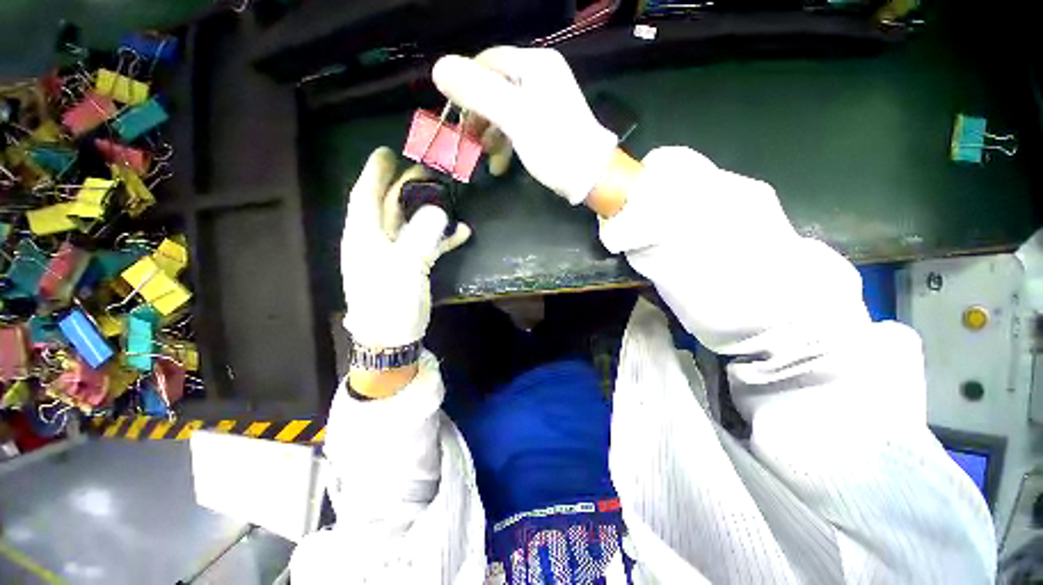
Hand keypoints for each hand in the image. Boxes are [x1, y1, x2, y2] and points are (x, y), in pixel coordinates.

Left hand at [341, 148, 470, 392]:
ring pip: (410, 223)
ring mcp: (396, 254)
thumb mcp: (403, 268)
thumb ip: (420, 238)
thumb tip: (439, 212)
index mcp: (364, 236)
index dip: (375, 173)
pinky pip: (427, 245)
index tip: (385, 152)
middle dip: (405, 186)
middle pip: (390, 206)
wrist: (391, 336)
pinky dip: (442, 238)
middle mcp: (377, 240)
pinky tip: (461, 232)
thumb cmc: (388, 302)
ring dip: (427, 209)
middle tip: (425, 169)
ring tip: (446, 194)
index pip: (366, 196)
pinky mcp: (411, 266)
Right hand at [433, 46, 618, 205]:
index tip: (455, 114)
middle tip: (467, 140)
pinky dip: (506, 144)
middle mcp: (540, 77)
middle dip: (478, 116)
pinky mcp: (546, 124)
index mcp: (534, 65)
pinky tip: (499, 165)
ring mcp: (544, 102)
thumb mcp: (514, 117)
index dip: (466, 86)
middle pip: (495, 88)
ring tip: (484, 158)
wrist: (589, 176)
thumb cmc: (553, 145)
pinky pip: (517, 127)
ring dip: (490, 135)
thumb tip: (438, 68)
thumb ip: (478, 92)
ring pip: (504, 111)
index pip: (487, 62)